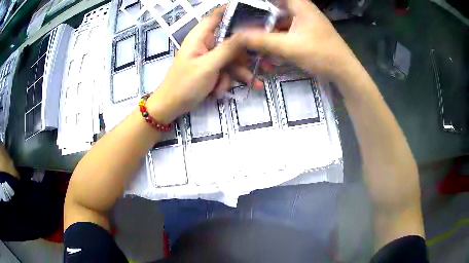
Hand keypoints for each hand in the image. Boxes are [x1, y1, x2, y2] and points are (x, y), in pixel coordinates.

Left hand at [146, 7, 263, 123]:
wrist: (171, 107)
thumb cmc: (185, 84)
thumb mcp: (208, 66)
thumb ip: (227, 49)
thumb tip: (245, 32)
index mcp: (200, 37)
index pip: (216, 17)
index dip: (231, 12)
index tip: (253, 13)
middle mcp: (206, 44)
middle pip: (231, 40)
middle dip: (245, 54)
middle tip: (265, 62)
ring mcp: (209, 58)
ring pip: (231, 58)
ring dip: (238, 73)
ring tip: (253, 85)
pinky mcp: (210, 70)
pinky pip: (225, 71)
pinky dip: (226, 81)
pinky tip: (222, 93)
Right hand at [239, 0, 360, 81]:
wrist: (345, 72)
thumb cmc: (321, 55)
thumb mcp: (289, 47)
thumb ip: (262, 40)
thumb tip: (237, 36)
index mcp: (300, 5)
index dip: (257, 3)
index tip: (242, 9)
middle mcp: (302, 9)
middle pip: (275, 8)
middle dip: (259, 17)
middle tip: (243, 26)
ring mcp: (305, 21)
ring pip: (280, 20)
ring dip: (268, 29)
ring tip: (253, 38)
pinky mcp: (307, 32)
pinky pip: (287, 30)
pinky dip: (278, 37)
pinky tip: (269, 46)